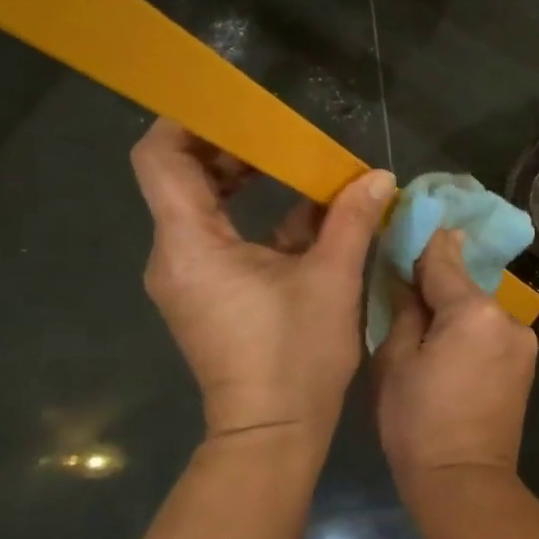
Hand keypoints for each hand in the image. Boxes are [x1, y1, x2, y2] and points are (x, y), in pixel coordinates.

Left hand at [131, 119, 392, 446]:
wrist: (273, 433)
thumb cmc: (295, 354)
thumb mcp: (332, 279)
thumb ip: (351, 219)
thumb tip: (377, 176)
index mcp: (190, 243)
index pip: (160, 158)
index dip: (187, 121)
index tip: (233, 105)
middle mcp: (175, 255)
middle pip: (182, 177)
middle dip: (230, 149)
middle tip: (281, 135)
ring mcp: (190, 277)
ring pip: (204, 208)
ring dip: (246, 183)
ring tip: (299, 168)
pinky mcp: (208, 295)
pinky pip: (222, 239)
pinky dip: (256, 219)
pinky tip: (308, 216)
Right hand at [373, 228, 537, 492]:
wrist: (464, 482)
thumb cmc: (417, 423)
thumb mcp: (395, 361)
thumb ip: (405, 308)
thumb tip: (407, 274)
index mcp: (474, 311)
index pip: (443, 260)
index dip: (422, 240)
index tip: (406, 219)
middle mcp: (507, 316)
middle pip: (464, 283)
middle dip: (436, 278)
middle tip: (404, 276)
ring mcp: (523, 340)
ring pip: (479, 306)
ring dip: (454, 305)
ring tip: (423, 318)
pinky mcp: (526, 362)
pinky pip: (492, 330)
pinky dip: (471, 327)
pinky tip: (449, 343)